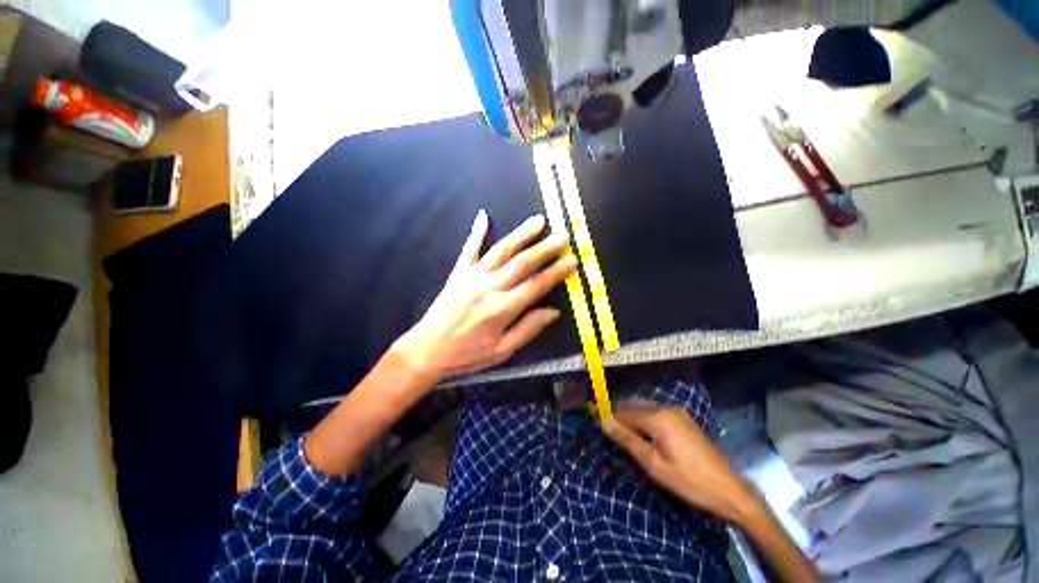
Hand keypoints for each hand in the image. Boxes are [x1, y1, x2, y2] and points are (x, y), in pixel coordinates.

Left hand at [395, 210, 576, 380]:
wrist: (428, 349)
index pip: (536, 285)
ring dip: (521, 234)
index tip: (572, 260)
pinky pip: (469, 249)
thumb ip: (528, 329)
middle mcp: (489, 287)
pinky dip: (476, 232)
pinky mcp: (458, 273)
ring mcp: (472, 276)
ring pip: (501, 250)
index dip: (556, 272)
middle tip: (563, 237)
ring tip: (539, 221)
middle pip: (522, 263)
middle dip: (545, 248)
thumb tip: (553, 312)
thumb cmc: (468, 354)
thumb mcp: (502, 351)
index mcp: (502, 308)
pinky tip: (484, 216)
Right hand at [601, 402, 758, 525]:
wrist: (730, 491)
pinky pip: (657, 413)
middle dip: (621, 418)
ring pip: (645, 409)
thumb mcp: (653, 464)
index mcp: (658, 417)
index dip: (611, 420)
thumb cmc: (688, 481)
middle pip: (634, 407)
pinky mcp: (684, 419)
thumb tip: (603, 422)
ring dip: (633, 419)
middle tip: (613, 437)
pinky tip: (645, 436)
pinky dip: (646, 420)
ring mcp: (678, 412)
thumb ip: (627, 440)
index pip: (624, 413)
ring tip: (627, 439)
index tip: (600, 429)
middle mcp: (667, 408)